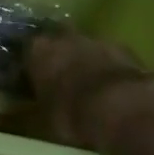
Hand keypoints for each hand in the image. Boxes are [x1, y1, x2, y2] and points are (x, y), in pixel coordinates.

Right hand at [26, 29, 153, 153]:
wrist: (123, 107)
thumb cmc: (73, 114)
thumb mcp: (46, 117)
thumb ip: (43, 101)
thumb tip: (44, 103)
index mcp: (39, 50)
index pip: (28, 52)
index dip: (32, 67)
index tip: (33, 81)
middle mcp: (65, 37)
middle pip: (59, 43)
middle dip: (61, 58)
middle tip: (63, 81)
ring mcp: (97, 39)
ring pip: (87, 48)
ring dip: (87, 63)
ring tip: (91, 89)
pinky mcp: (125, 49)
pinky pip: (110, 58)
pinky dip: (110, 70)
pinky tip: (114, 91)